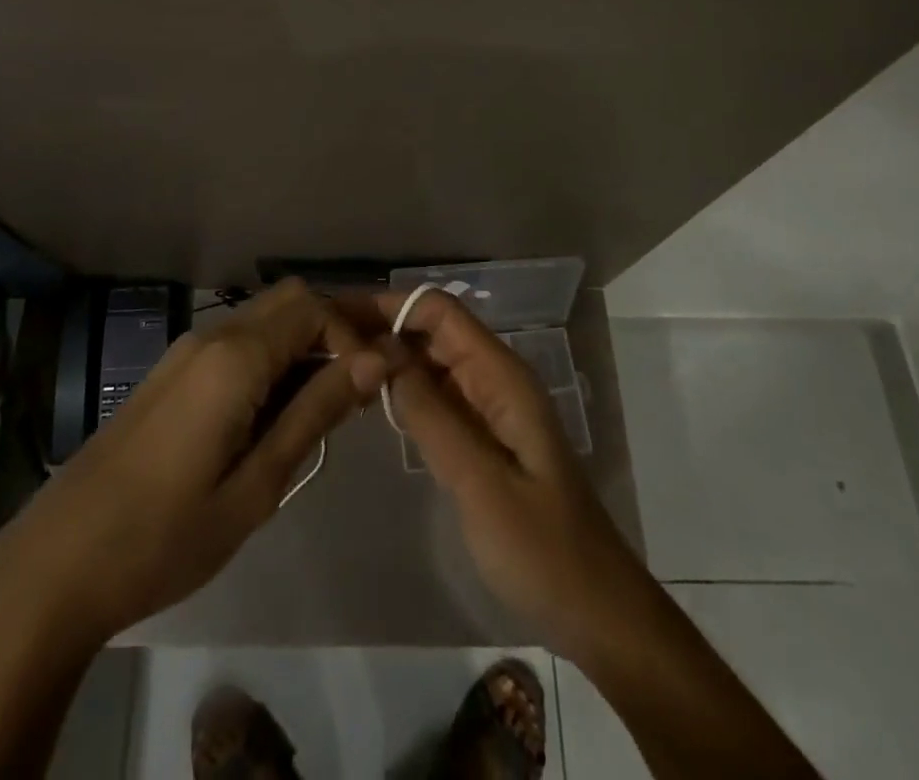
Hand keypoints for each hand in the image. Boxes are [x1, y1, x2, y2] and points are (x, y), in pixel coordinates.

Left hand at [0, 279, 387, 646]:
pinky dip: (273, 358)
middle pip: (290, 300)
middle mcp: (212, 336)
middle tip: (362, 384)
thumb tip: (376, 361)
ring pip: (264, 318)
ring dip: (304, 344)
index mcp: (235, 357)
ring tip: (330, 402)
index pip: (316, 308)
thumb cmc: (165, 537)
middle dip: (334, 329)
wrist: (58, 563)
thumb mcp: (257, 485)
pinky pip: (237, 342)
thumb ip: (316, 412)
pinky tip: (279, 409)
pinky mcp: (173, 372)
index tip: (377, 386)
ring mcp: (186, 350)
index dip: (354, 336)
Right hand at [364, 289, 650, 662]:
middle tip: (322, 341)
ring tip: (333, 364)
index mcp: (502, 376)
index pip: (441, 312)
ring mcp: (488, 408)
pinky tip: (366, 399)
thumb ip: (430, 414)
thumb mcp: (481, 482)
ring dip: (387, 357)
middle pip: (432, 331)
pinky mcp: (481, 437)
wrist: (595, 611)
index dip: (390, 306)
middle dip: (381, 328)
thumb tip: (380, 353)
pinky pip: (435, 397)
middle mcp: (494, 379)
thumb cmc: (542, 548)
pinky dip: (401, 390)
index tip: (338, 316)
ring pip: (430, 363)